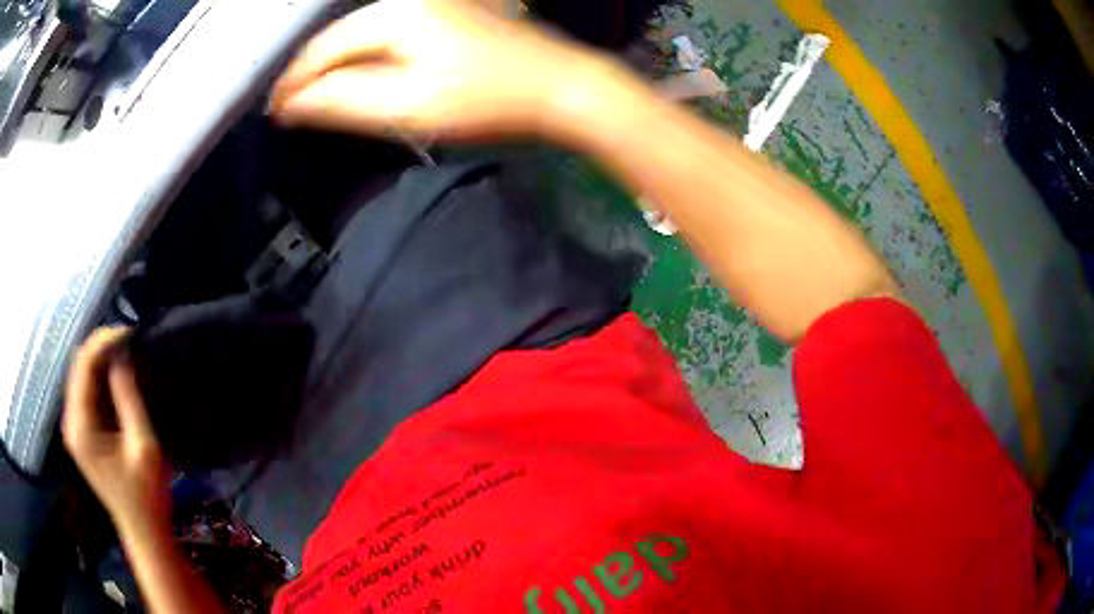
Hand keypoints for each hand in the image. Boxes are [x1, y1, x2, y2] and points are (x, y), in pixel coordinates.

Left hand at [63, 328, 170, 534]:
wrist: (143, 531)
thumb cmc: (147, 495)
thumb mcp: (143, 446)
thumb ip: (128, 398)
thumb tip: (122, 354)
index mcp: (80, 427)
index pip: (83, 367)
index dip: (103, 342)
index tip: (129, 332)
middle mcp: (71, 422)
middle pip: (78, 368)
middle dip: (101, 347)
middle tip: (128, 338)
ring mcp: (74, 428)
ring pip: (81, 377)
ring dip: (100, 361)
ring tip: (125, 351)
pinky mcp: (82, 433)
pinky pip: (86, 393)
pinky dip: (100, 378)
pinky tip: (116, 375)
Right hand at [268, 0, 610, 140]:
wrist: (557, 87)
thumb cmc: (492, 99)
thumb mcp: (407, 108)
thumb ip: (343, 102)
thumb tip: (296, 104)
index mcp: (397, 14)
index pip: (324, 48)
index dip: (294, 82)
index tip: (275, 108)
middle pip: (342, 36)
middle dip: (315, 73)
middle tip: (292, 106)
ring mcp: (433, 3)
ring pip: (364, 32)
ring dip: (340, 64)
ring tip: (320, 95)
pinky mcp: (447, 13)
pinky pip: (390, 31)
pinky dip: (369, 55)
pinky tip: (363, 73)